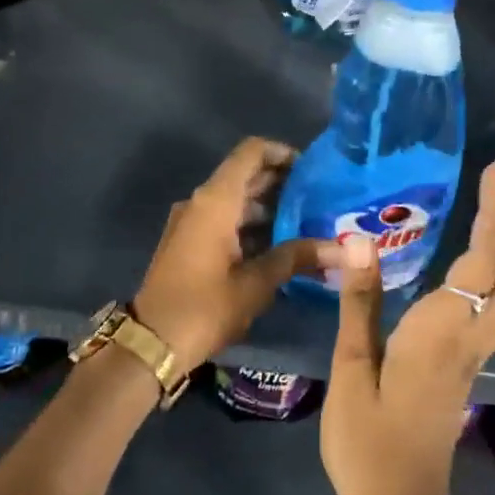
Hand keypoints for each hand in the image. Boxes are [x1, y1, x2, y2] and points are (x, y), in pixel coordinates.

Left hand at [132, 137, 347, 374]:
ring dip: (268, 207)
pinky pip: (223, 220)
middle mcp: (201, 202)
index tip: (312, 170)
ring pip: (235, 200)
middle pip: (244, 175)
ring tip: (307, 224)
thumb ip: (297, 257)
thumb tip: (343, 249)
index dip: (282, 153)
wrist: (151, 342)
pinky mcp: (187, 242)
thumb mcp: (256, 283)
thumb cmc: (205, 308)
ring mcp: (191, 222)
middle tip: (319, 199)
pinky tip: (279, 247)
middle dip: (281, 183)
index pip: (251, 152)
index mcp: (215, 201)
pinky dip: (250, 225)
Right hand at [321, 160, 494, 494]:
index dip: (493, 215)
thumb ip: (360, 305)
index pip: (481, 263)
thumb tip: (361, 240)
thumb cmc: (367, 445)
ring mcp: (474, 356)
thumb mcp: (352, 372)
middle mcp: (470, 339)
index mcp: (442, 335)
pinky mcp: (467, 368)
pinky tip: (486, 260)